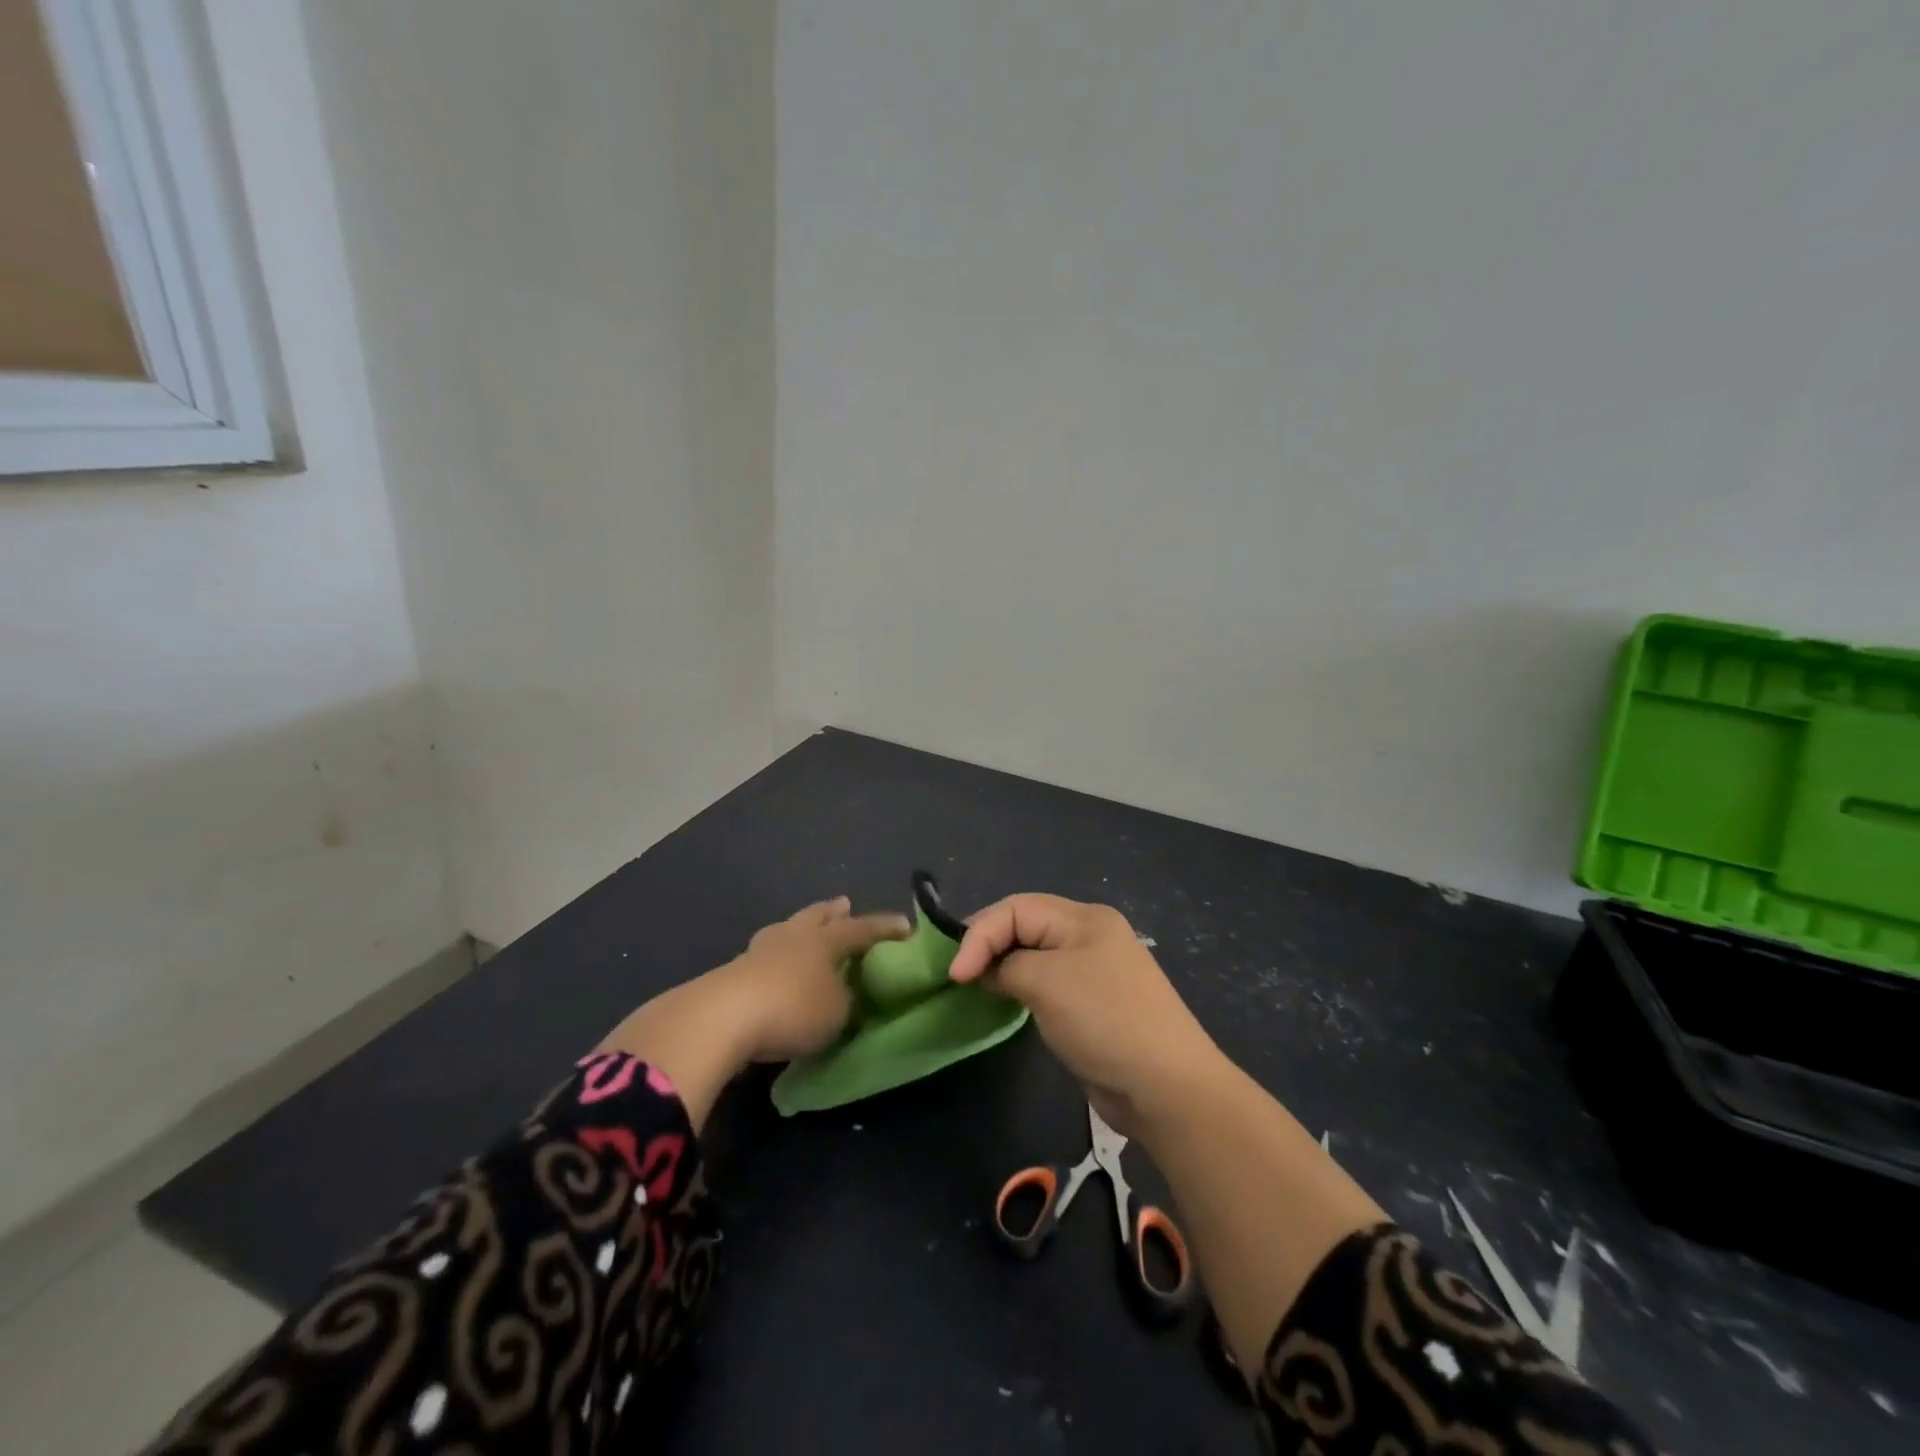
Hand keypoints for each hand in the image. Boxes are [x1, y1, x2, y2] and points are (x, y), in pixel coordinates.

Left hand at [596, 897, 909, 1128]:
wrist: (723, 1017)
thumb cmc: (793, 1009)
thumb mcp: (837, 1013)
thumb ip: (847, 1001)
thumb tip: (847, 996)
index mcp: (826, 940)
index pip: (862, 929)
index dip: (884, 928)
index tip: (905, 926)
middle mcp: (795, 936)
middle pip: (818, 916)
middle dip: (833, 912)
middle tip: (845, 904)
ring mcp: (761, 950)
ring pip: (788, 929)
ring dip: (801, 929)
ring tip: (806, 930)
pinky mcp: (734, 972)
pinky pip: (766, 955)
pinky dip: (778, 956)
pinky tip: (777, 966)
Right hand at [948, 894, 1222, 1136]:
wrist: (1165, 1087)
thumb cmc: (1104, 1020)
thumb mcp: (1047, 983)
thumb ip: (1007, 966)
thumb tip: (990, 972)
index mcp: (1084, 918)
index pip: (1016, 908)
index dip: (979, 934)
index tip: (955, 974)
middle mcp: (1089, 936)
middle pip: (1024, 926)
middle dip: (989, 945)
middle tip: (959, 976)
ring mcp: (1092, 971)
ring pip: (1033, 955)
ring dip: (1002, 966)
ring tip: (974, 986)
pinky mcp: (1091, 1004)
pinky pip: (1046, 983)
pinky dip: (1020, 987)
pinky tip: (1005, 1001)